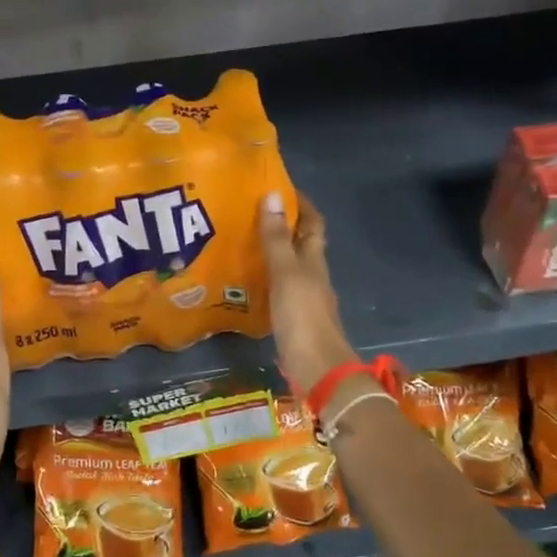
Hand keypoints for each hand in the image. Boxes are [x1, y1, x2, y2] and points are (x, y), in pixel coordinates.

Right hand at [259, 192, 358, 396]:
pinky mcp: (293, 319)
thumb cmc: (303, 316)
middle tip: (249, 213)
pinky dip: (264, 280)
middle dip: (281, 226)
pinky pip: (278, 290)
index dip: (301, 204)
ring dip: (271, 253)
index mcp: (314, 260)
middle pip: (301, 244)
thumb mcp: (286, 273)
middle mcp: (312, 275)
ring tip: (240, 243)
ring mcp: (304, 299)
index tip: (279, 187)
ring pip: (289, 267)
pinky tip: (244, 282)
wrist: (317, 368)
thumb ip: (276, 238)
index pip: (313, 223)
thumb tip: (272, 195)